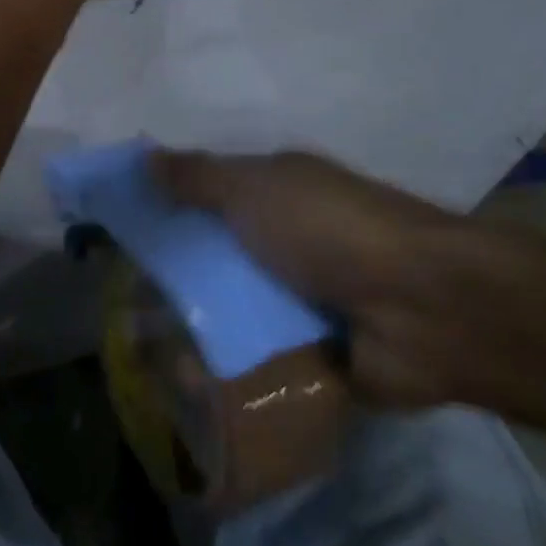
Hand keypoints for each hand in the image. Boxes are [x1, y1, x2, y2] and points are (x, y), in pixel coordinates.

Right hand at [154, 149, 489, 408]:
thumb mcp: (254, 189)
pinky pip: (262, 360)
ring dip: (201, 331)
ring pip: (236, 311)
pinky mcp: (318, 354)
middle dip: (178, 278)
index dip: (168, 208)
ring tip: (147, 357)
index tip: (122, 233)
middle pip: (219, 256)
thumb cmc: (329, 229)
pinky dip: (234, 372)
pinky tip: (189, 390)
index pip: (209, 195)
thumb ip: (198, 176)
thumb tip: (144, 155)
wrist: (423, 308)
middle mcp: (289, 240)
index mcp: (278, 191)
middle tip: (124, 306)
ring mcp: (304, 298)